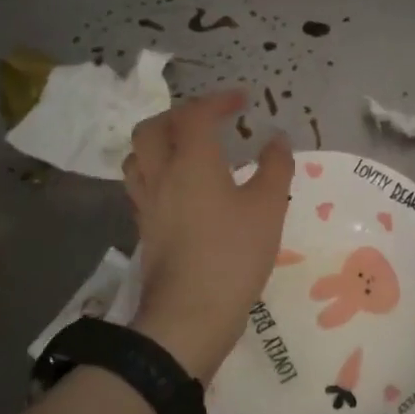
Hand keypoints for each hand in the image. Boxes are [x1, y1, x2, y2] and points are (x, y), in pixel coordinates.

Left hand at [123, 89, 293, 380]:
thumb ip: (275, 167)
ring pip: (138, 155)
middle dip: (180, 115)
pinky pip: (140, 184)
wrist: (190, 313)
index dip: (218, 100)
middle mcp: (161, 174)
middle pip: (154, 127)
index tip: (242, 100)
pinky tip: (178, 188)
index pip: (195, 114)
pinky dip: (156, 171)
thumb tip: (276, 139)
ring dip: (160, 141)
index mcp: (192, 161)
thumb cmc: (233, 255)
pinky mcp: (143, 228)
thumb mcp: (269, 208)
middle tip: (208, 120)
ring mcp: (147, 202)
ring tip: (186, 148)